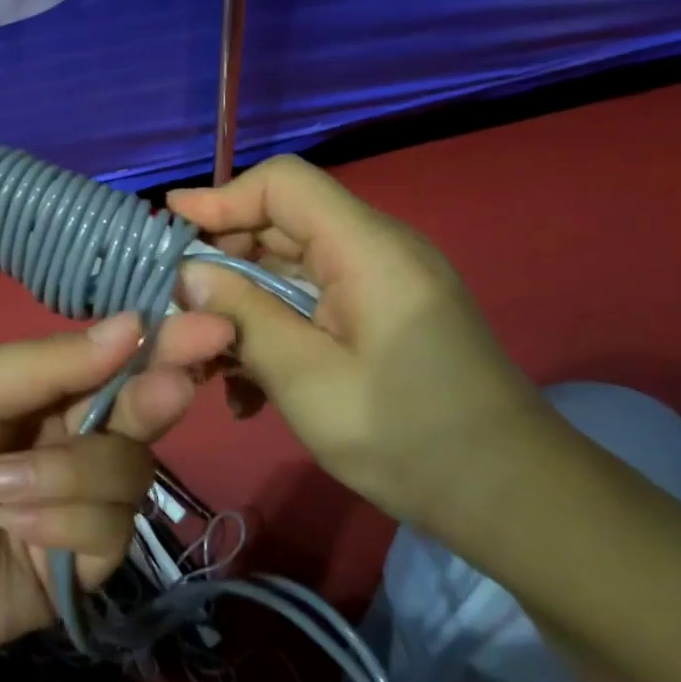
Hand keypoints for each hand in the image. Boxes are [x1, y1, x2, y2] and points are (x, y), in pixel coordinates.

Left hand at [0, 310, 234, 679]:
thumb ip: (44, 363)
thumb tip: (132, 324)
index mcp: (44, 387)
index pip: (115, 356)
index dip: (160, 340)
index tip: (206, 326)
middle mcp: (73, 436)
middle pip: (142, 411)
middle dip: (154, 397)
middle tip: (169, 387)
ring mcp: (82, 502)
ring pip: (130, 472)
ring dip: (69, 477)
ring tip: (0, 492)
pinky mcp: (84, 564)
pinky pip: (109, 532)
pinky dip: (62, 527)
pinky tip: (11, 533)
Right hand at [168, 156, 552, 531]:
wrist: (511, 498)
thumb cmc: (407, 437)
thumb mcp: (306, 379)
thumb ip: (243, 316)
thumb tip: (186, 274)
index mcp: (367, 249)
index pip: (284, 184)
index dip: (222, 197)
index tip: (169, 226)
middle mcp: (376, 250)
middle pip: (282, 223)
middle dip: (223, 259)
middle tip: (178, 305)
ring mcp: (381, 283)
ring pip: (290, 267)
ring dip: (243, 303)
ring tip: (207, 357)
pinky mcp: (381, 315)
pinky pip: (313, 300)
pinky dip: (274, 327)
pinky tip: (248, 386)